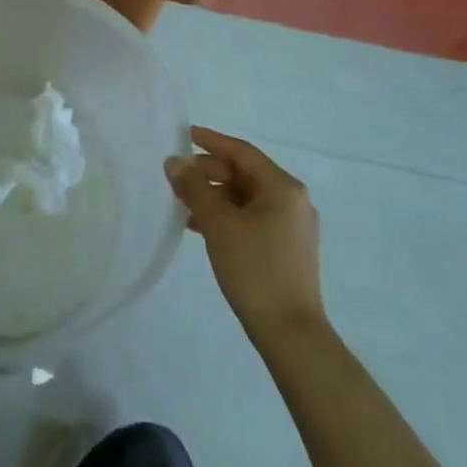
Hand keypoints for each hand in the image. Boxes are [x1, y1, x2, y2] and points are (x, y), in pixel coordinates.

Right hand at [166, 127, 324, 335]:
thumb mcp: (219, 224)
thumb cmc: (255, 269)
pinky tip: (201, 227)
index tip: (184, 134)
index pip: (242, 152)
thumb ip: (194, 188)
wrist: (290, 332)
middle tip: (177, 177)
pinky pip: (252, 218)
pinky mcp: (287, 249)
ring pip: (246, 198)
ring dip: (215, 196)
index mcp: (282, 187)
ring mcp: (292, 226)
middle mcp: (292, 200)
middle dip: (209, 173)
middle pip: (245, 174)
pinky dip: (227, 216)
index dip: (211, 141)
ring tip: (182, 203)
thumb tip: (174, 162)